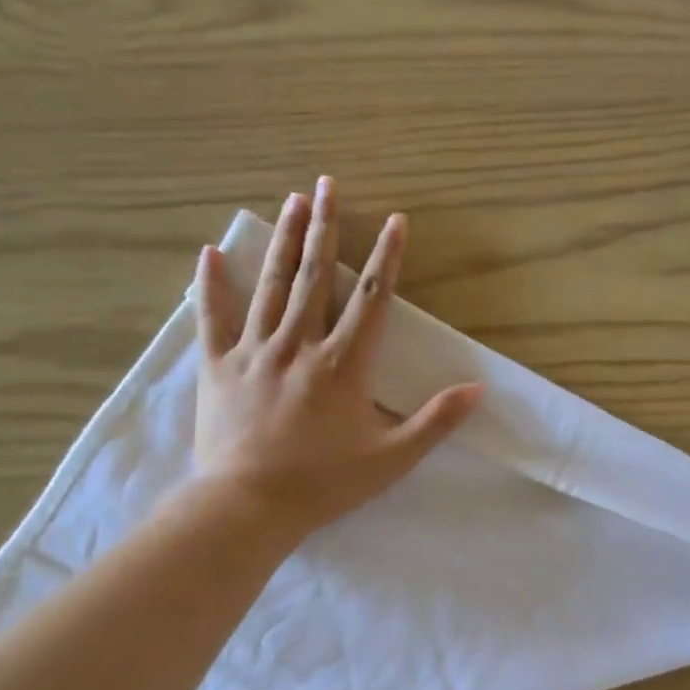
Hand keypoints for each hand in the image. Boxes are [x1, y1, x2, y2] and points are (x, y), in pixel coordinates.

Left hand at [190, 177, 482, 537]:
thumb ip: (435, 421)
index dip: (385, 258)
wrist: (248, 505)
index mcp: (342, 364)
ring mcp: (253, 352)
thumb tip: (478, 389)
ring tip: (291, 201)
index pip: (370, 299)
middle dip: (324, 228)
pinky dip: (210, 285)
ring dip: (284, 241)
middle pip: (315, 277)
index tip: (394, 220)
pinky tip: (210, 252)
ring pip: (270, 286)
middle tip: (326, 184)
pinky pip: (212, 318)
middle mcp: (298, 345)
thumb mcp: (391, 459)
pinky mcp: (217, 367)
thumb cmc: (324, 483)